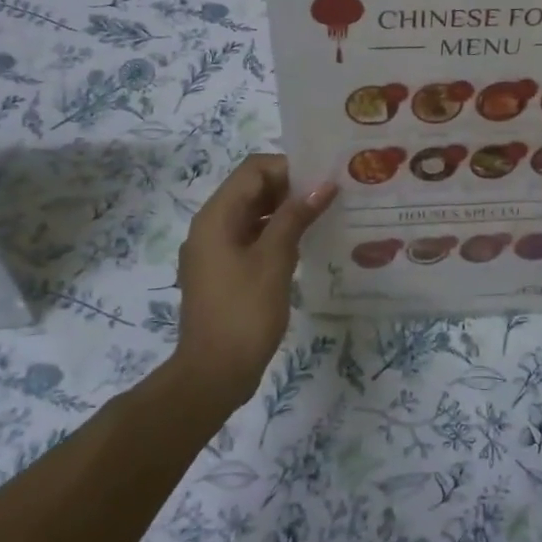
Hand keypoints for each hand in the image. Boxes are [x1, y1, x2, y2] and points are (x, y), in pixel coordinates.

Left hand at [175, 155, 335, 404]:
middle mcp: (210, 226)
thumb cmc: (244, 312)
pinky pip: (250, 238)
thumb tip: (323, 185)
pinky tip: (304, 244)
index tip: (324, 178)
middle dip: (290, 188)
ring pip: (252, 215)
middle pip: (251, 189)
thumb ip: (295, 217)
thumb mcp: (274, 260)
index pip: (253, 170)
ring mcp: (214, 251)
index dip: (289, 168)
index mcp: (216, 216)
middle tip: (331, 195)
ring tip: (323, 216)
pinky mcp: (222, 272)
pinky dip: (275, 234)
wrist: (213, 374)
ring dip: (284, 211)